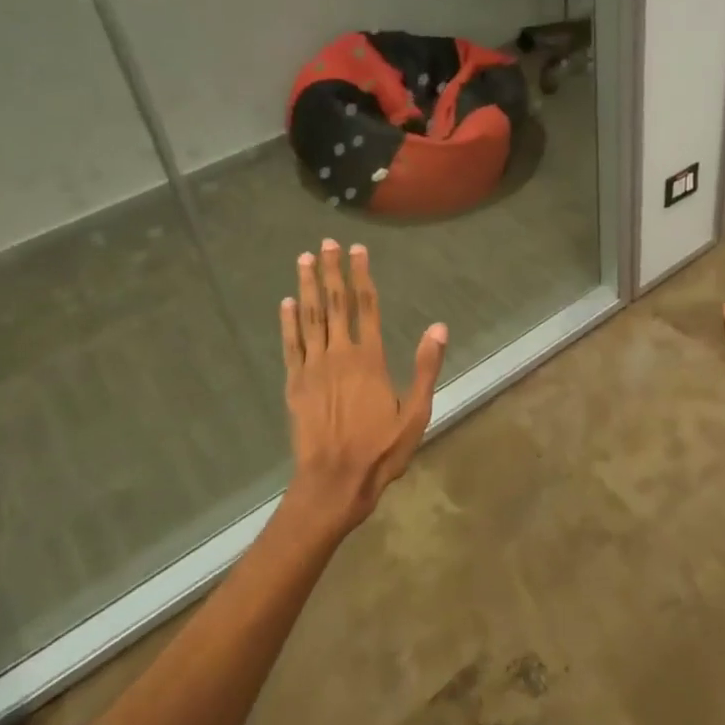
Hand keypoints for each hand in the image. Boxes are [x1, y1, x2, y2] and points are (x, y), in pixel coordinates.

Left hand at [277, 239, 447, 539]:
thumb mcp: (416, 412)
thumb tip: (439, 327)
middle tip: (326, 243)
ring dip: (306, 287)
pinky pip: (290, 345)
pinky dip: (288, 322)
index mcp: (369, 359)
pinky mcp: (294, 384)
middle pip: (334, 304)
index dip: (361, 276)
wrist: (334, 481)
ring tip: (304, 260)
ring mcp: (312, 368)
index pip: (366, 307)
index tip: (357, 251)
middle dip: (331, 271)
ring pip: (309, 318)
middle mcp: (339, 355)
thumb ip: (426, 367)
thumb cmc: (381, 449)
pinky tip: (286, 303)